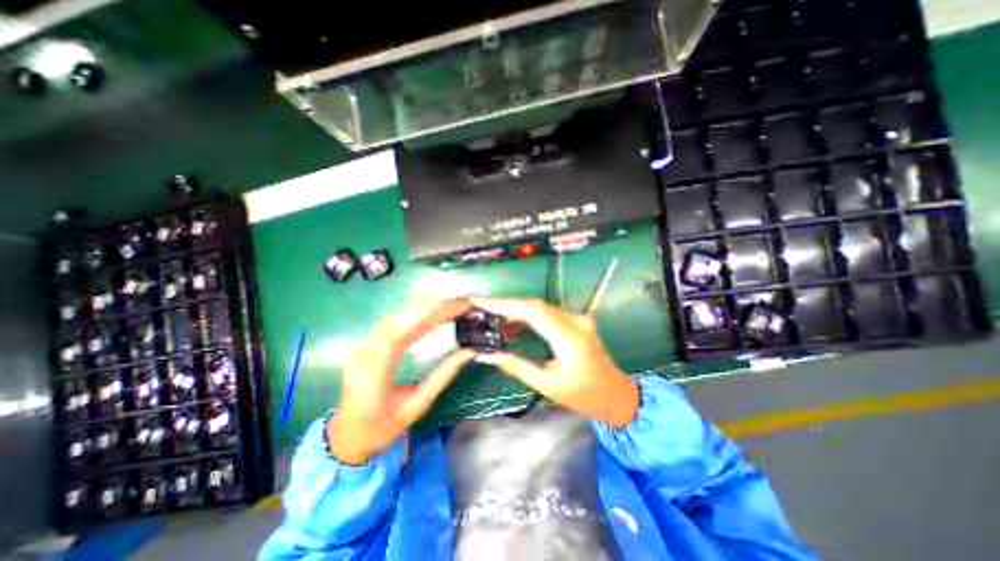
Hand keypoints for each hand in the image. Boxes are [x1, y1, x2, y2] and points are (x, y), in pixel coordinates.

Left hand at [330, 299, 475, 464]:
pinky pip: (396, 322)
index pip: (399, 331)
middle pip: (400, 318)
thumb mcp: (416, 406)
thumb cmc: (380, 428)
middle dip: (433, 307)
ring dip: (426, 308)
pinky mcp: (370, 344)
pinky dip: (417, 314)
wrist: (346, 436)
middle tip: (461, 304)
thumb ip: (442, 376)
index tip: (453, 305)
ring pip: (398, 316)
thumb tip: (468, 352)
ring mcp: (365, 345)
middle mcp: (366, 350)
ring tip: (453, 305)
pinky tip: (433, 312)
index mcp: (374, 370)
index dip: (426, 314)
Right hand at [472, 296, 638, 426]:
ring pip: (539, 306)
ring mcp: (576, 318)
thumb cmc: (582, 394)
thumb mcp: (546, 384)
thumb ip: (516, 365)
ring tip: (490, 314)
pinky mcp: (574, 319)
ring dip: (514, 308)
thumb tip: (489, 354)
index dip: (505, 303)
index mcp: (569, 337)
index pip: (533, 311)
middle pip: (534, 304)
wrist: (614, 392)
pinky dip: (526, 314)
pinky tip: (511, 321)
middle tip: (480, 306)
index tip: (480, 301)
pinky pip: (546, 312)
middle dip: (505, 304)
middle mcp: (574, 320)